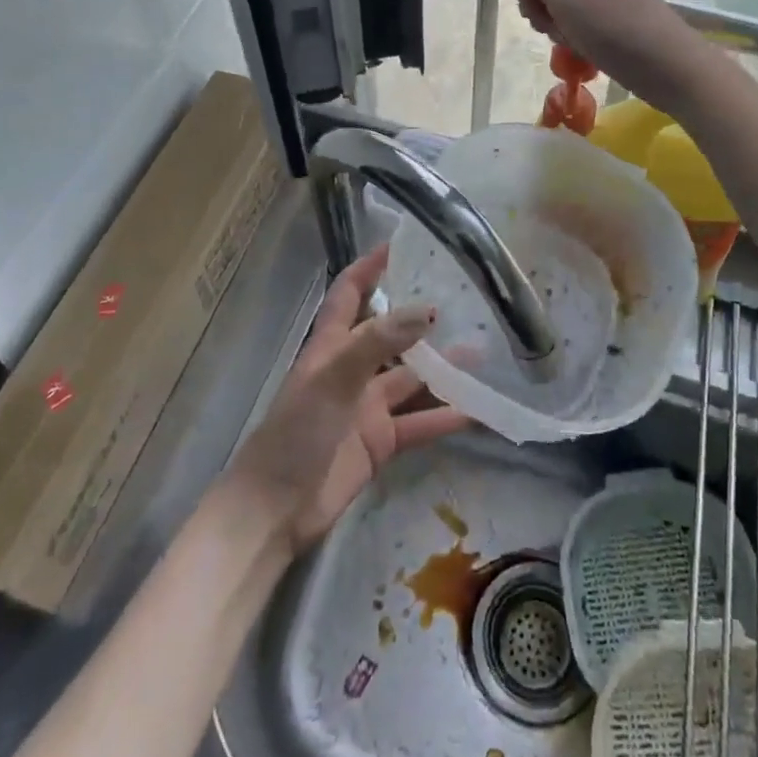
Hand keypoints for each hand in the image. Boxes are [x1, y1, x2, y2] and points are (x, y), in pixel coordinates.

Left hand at [226, 246, 467, 552]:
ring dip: (443, 368)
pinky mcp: (381, 441)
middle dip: (421, 319)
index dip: (369, 269)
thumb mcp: (334, 380)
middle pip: (391, 334)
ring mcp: (368, 407)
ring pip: (412, 378)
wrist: (276, 510)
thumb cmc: (296, 433)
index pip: (349, 293)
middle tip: (463, 300)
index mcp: (332, 346)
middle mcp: (353, 370)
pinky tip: (478, 408)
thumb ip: (378, 342)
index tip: (399, 246)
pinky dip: (446, 416)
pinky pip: (420, 422)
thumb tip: (426, 309)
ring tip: (482, 352)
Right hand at [509, 0, 719, 116]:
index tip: (530, 4)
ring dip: (554, 21)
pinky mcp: (613, 19)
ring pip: (561, 0)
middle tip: (548, 26)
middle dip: (538, 1)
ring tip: (569, 40)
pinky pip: (580, 19)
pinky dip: (573, 33)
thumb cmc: (616, 30)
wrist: (670, 69)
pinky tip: (581, 49)